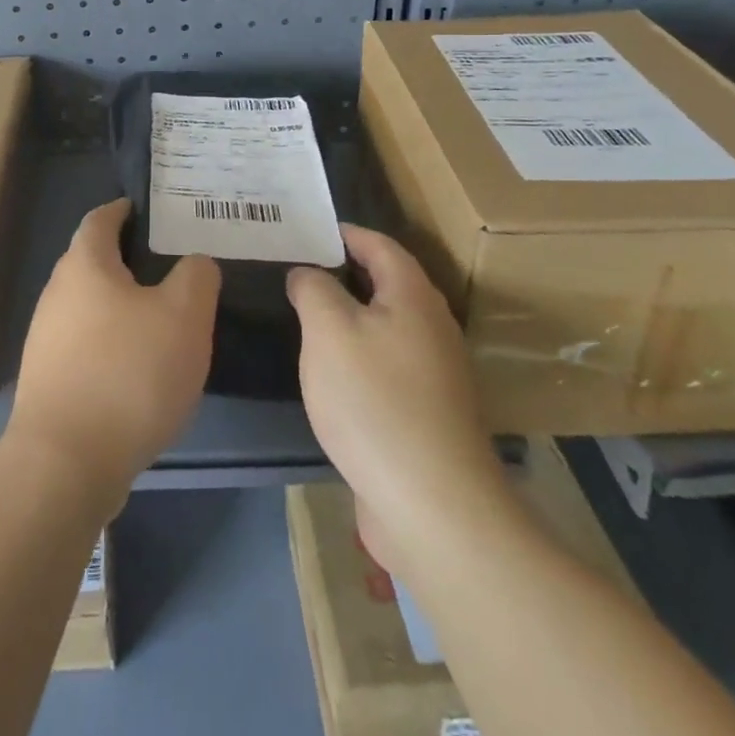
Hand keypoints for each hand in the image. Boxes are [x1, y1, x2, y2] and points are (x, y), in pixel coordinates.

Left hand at [9, 199, 220, 502]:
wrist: (66, 462)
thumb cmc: (129, 373)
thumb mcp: (184, 316)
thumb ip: (196, 277)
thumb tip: (194, 264)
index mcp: (85, 265)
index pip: (101, 218)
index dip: (125, 210)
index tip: (152, 211)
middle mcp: (57, 293)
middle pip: (93, 262)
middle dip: (129, 260)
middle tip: (173, 268)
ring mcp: (46, 338)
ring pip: (90, 305)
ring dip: (122, 306)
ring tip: (163, 318)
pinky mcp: (47, 379)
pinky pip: (85, 344)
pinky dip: (112, 342)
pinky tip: (139, 368)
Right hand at [287, 224, 504, 561]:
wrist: (432, 506)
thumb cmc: (375, 401)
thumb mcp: (328, 330)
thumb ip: (313, 289)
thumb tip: (307, 272)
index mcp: (413, 297)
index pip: (380, 245)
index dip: (345, 233)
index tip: (309, 229)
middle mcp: (432, 327)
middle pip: (388, 284)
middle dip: (345, 272)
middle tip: (299, 268)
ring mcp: (435, 374)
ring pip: (387, 326)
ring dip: (351, 315)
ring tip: (307, 315)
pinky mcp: (428, 413)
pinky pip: (388, 364)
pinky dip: (359, 353)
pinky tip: (332, 371)